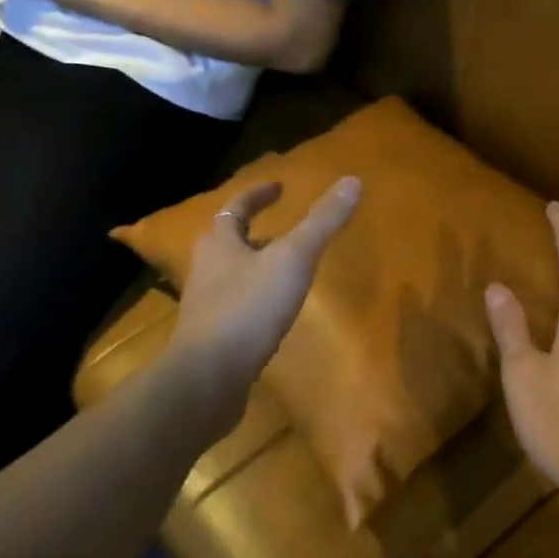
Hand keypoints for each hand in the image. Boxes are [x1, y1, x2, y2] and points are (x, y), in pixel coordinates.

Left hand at [169, 177, 361, 415]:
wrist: (208, 376)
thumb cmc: (249, 308)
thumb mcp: (293, 259)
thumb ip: (322, 222)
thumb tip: (353, 181)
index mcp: (219, 242)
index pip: (237, 207)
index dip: (258, 194)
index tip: (279, 187)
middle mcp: (205, 268)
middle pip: (228, 240)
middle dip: (252, 232)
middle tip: (281, 229)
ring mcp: (205, 305)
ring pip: (230, 274)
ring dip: (253, 266)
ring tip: (283, 271)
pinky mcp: (211, 337)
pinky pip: (234, 307)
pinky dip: (254, 300)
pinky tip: (273, 315)